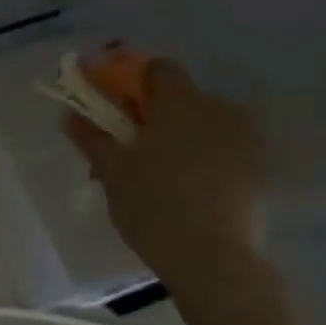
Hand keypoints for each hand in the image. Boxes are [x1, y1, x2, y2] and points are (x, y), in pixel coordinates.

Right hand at [63, 60, 264, 292]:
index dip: (132, 81)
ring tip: (155, 173)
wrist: (209, 255)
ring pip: (202, 123)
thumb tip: (70, 114)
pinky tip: (183, 187)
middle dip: (153, 114)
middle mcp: (217, 108)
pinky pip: (220, 147)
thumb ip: (91, 137)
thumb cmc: (151, 204)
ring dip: (178, 136)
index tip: (113, 106)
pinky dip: (200, 157)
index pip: (158, 69)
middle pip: (180, 97)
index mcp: (180, 102)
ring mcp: (242, 137)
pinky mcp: (255, 166)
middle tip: (127, 147)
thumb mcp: (111, 171)